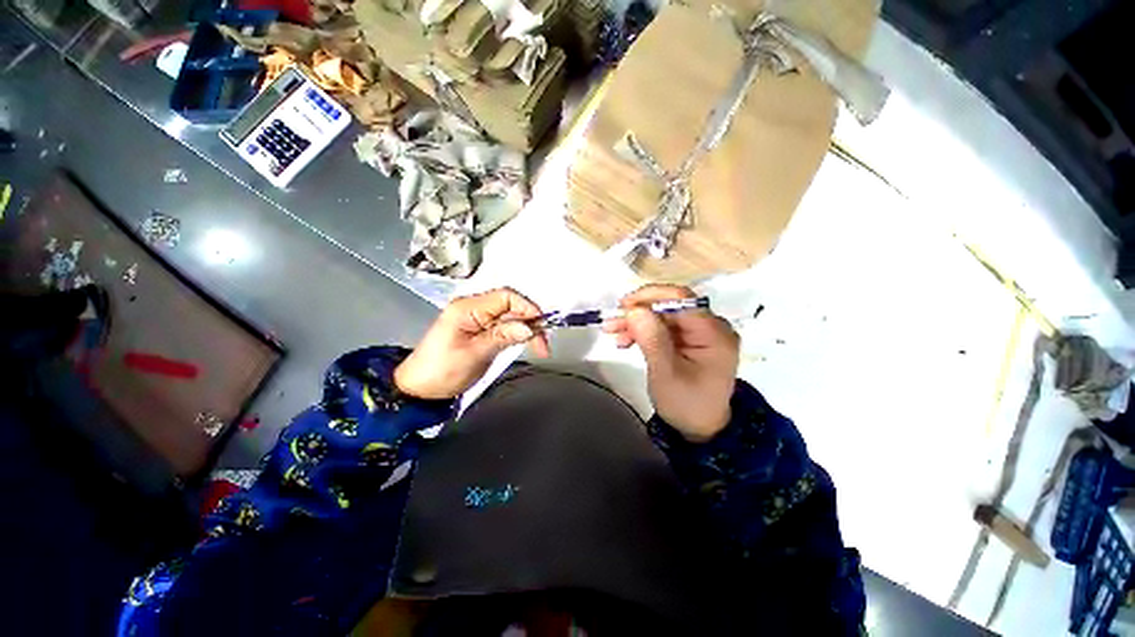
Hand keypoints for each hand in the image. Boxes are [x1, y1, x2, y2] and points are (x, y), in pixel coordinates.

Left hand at [395, 288, 549, 399]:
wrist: (419, 389)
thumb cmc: (442, 371)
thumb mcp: (475, 354)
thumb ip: (503, 336)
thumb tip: (529, 327)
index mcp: (468, 308)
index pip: (506, 296)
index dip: (527, 308)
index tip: (541, 326)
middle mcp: (473, 307)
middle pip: (510, 305)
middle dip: (530, 321)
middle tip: (543, 343)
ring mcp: (476, 318)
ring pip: (510, 316)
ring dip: (526, 328)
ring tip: (539, 347)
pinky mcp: (479, 329)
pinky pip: (504, 325)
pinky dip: (517, 334)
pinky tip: (525, 343)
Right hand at [603, 284, 738, 440]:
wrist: (700, 428)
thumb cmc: (685, 404)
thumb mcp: (666, 373)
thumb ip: (652, 339)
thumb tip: (635, 309)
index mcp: (714, 333)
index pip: (681, 300)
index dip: (650, 297)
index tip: (623, 306)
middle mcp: (711, 326)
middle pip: (670, 306)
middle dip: (639, 312)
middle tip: (611, 322)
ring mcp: (700, 332)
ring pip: (663, 315)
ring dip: (637, 321)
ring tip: (612, 332)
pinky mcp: (689, 339)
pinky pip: (663, 326)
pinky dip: (643, 331)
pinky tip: (626, 340)